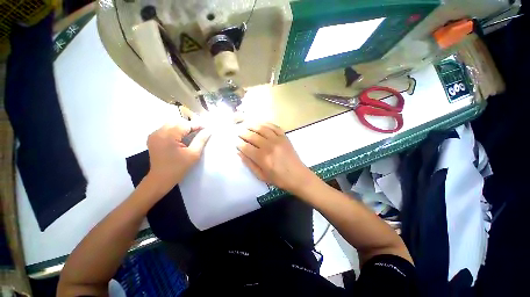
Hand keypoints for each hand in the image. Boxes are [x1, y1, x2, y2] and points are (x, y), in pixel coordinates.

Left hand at [146, 120, 210, 194]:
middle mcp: (159, 132)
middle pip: (177, 122)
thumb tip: (208, 130)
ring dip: (182, 127)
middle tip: (199, 132)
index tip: (207, 128)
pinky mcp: (153, 138)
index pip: (185, 125)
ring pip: (171, 124)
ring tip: (191, 135)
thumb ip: (201, 140)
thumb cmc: (178, 168)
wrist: (160, 179)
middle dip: (189, 125)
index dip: (197, 125)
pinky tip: (181, 137)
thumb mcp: (193, 154)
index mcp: (168, 136)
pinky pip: (166, 128)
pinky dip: (175, 130)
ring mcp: (154, 134)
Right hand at [236, 122, 314, 194]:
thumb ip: (249, 163)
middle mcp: (269, 146)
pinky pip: (274, 126)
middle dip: (243, 133)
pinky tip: (261, 123)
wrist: (298, 176)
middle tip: (239, 132)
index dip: (239, 143)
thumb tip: (239, 152)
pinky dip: (266, 123)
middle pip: (252, 136)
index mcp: (262, 158)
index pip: (246, 147)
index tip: (236, 142)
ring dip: (252, 125)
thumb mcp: (261, 176)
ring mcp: (278, 140)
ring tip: (246, 125)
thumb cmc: (279, 179)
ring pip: (262, 128)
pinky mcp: (284, 137)